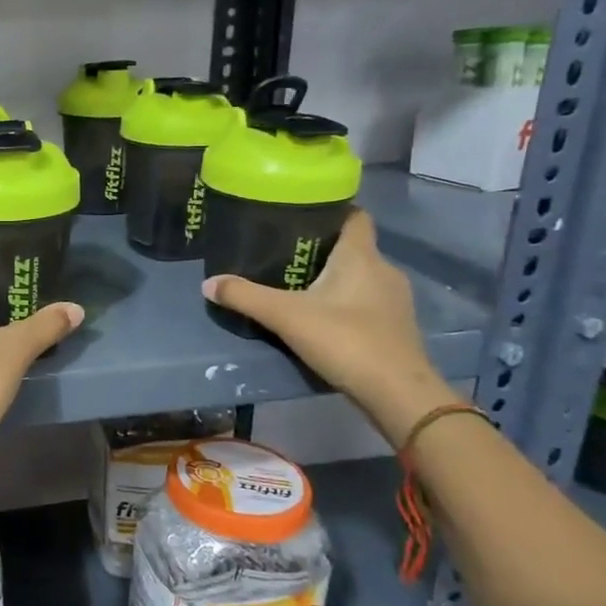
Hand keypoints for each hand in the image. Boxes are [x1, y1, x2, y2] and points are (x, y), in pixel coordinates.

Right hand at [201, 209, 455, 444]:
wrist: (398, 394)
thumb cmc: (345, 341)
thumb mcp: (285, 316)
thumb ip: (245, 297)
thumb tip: (208, 283)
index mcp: (361, 256)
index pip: (354, 216)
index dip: (331, 211)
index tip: (301, 215)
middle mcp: (384, 270)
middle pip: (353, 247)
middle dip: (322, 249)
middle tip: (285, 254)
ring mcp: (395, 300)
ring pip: (361, 276)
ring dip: (334, 278)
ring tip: (298, 286)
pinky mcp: (397, 327)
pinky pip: (367, 301)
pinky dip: (346, 303)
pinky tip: (323, 318)